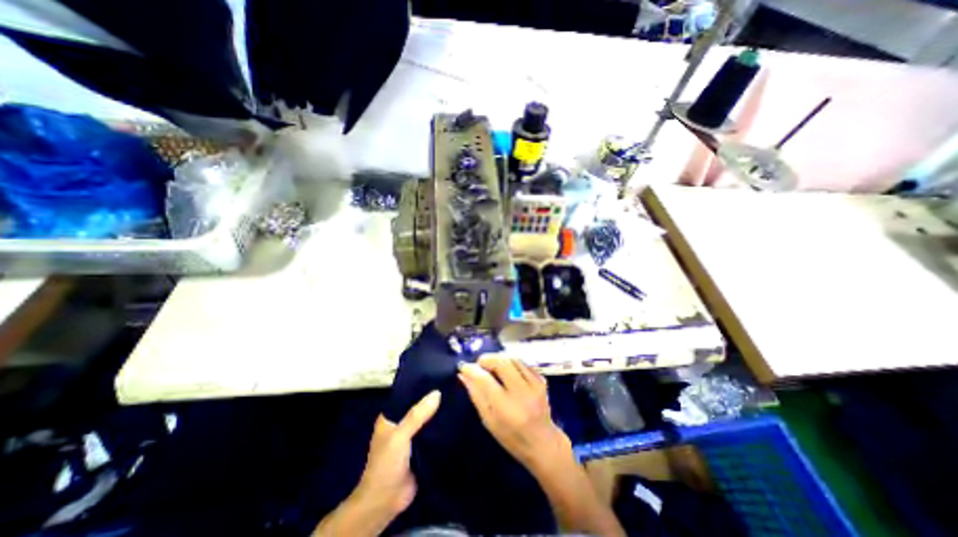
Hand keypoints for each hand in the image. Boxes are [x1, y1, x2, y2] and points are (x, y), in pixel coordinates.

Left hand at [317, 389, 444, 536]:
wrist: (386, 502)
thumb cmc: (386, 464)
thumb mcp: (399, 436)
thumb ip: (417, 415)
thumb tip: (438, 393)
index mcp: (391, 416)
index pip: (408, 394)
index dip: (421, 385)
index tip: (439, 374)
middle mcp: (402, 423)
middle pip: (420, 406)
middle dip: (434, 398)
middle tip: (453, 384)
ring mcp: (413, 436)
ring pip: (429, 419)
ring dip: (440, 413)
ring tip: (458, 396)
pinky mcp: (423, 448)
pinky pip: (434, 434)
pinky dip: (443, 427)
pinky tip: (458, 417)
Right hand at [456, 356, 566, 472]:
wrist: (543, 443)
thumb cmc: (511, 437)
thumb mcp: (488, 421)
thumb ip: (476, 396)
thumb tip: (463, 375)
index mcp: (506, 409)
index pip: (485, 380)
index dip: (472, 370)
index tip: (463, 367)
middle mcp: (522, 394)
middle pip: (501, 362)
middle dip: (486, 359)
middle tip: (479, 364)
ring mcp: (535, 385)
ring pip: (512, 359)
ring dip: (498, 358)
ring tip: (491, 365)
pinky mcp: (542, 380)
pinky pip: (523, 363)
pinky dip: (511, 362)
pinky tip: (506, 369)